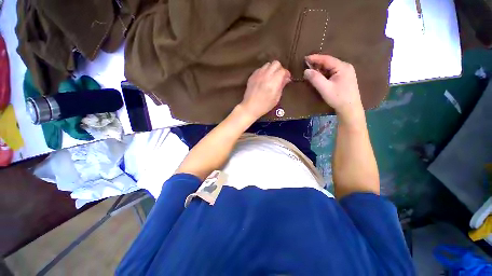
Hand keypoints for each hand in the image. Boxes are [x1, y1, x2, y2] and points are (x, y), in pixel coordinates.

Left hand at [239, 61, 290, 119]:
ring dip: (271, 69)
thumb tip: (286, 79)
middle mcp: (266, 75)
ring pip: (267, 65)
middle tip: (279, 76)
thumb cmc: (265, 106)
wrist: (250, 107)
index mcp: (273, 82)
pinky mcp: (252, 76)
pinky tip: (263, 79)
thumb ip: (281, 86)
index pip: (283, 71)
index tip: (287, 79)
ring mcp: (258, 75)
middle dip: (279, 69)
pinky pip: (260, 69)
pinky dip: (264, 72)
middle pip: (276, 63)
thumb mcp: (276, 98)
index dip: (286, 74)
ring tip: (271, 77)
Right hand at [304, 54, 363, 123]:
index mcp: (342, 67)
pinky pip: (332, 72)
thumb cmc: (338, 98)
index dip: (315, 58)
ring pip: (330, 67)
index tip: (305, 58)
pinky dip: (324, 74)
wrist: (350, 109)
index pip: (326, 59)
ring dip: (320, 69)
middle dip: (317, 64)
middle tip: (306, 66)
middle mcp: (345, 67)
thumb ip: (315, 78)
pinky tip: (319, 77)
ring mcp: (346, 72)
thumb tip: (306, 70)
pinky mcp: (345, 78)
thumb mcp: (325, 88)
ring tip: (311, 72)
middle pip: (329, 62)